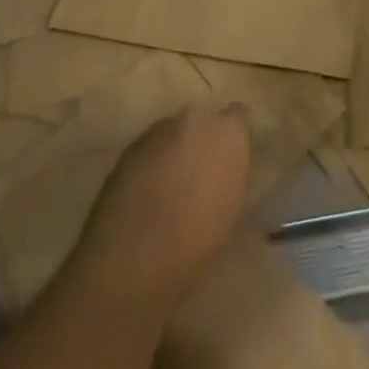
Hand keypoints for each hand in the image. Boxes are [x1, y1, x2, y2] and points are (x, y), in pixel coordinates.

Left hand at [69, 106, 251, 308]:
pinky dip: (150, 165)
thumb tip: (226, 171)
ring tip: (168, 190)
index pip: (238, 117)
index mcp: (228, 131)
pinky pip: (149, 150)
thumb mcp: (233, 210)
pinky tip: (145, 197)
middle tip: (198, 178)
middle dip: (200, 144)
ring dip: (174, 154)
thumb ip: (232, 176)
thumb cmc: (198, 237)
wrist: (134, 251)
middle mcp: (195, 119)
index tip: (229, 161)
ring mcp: (159, 129)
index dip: (232, 138)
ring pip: (173, 135)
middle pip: (202, 124)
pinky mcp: (130, 146)